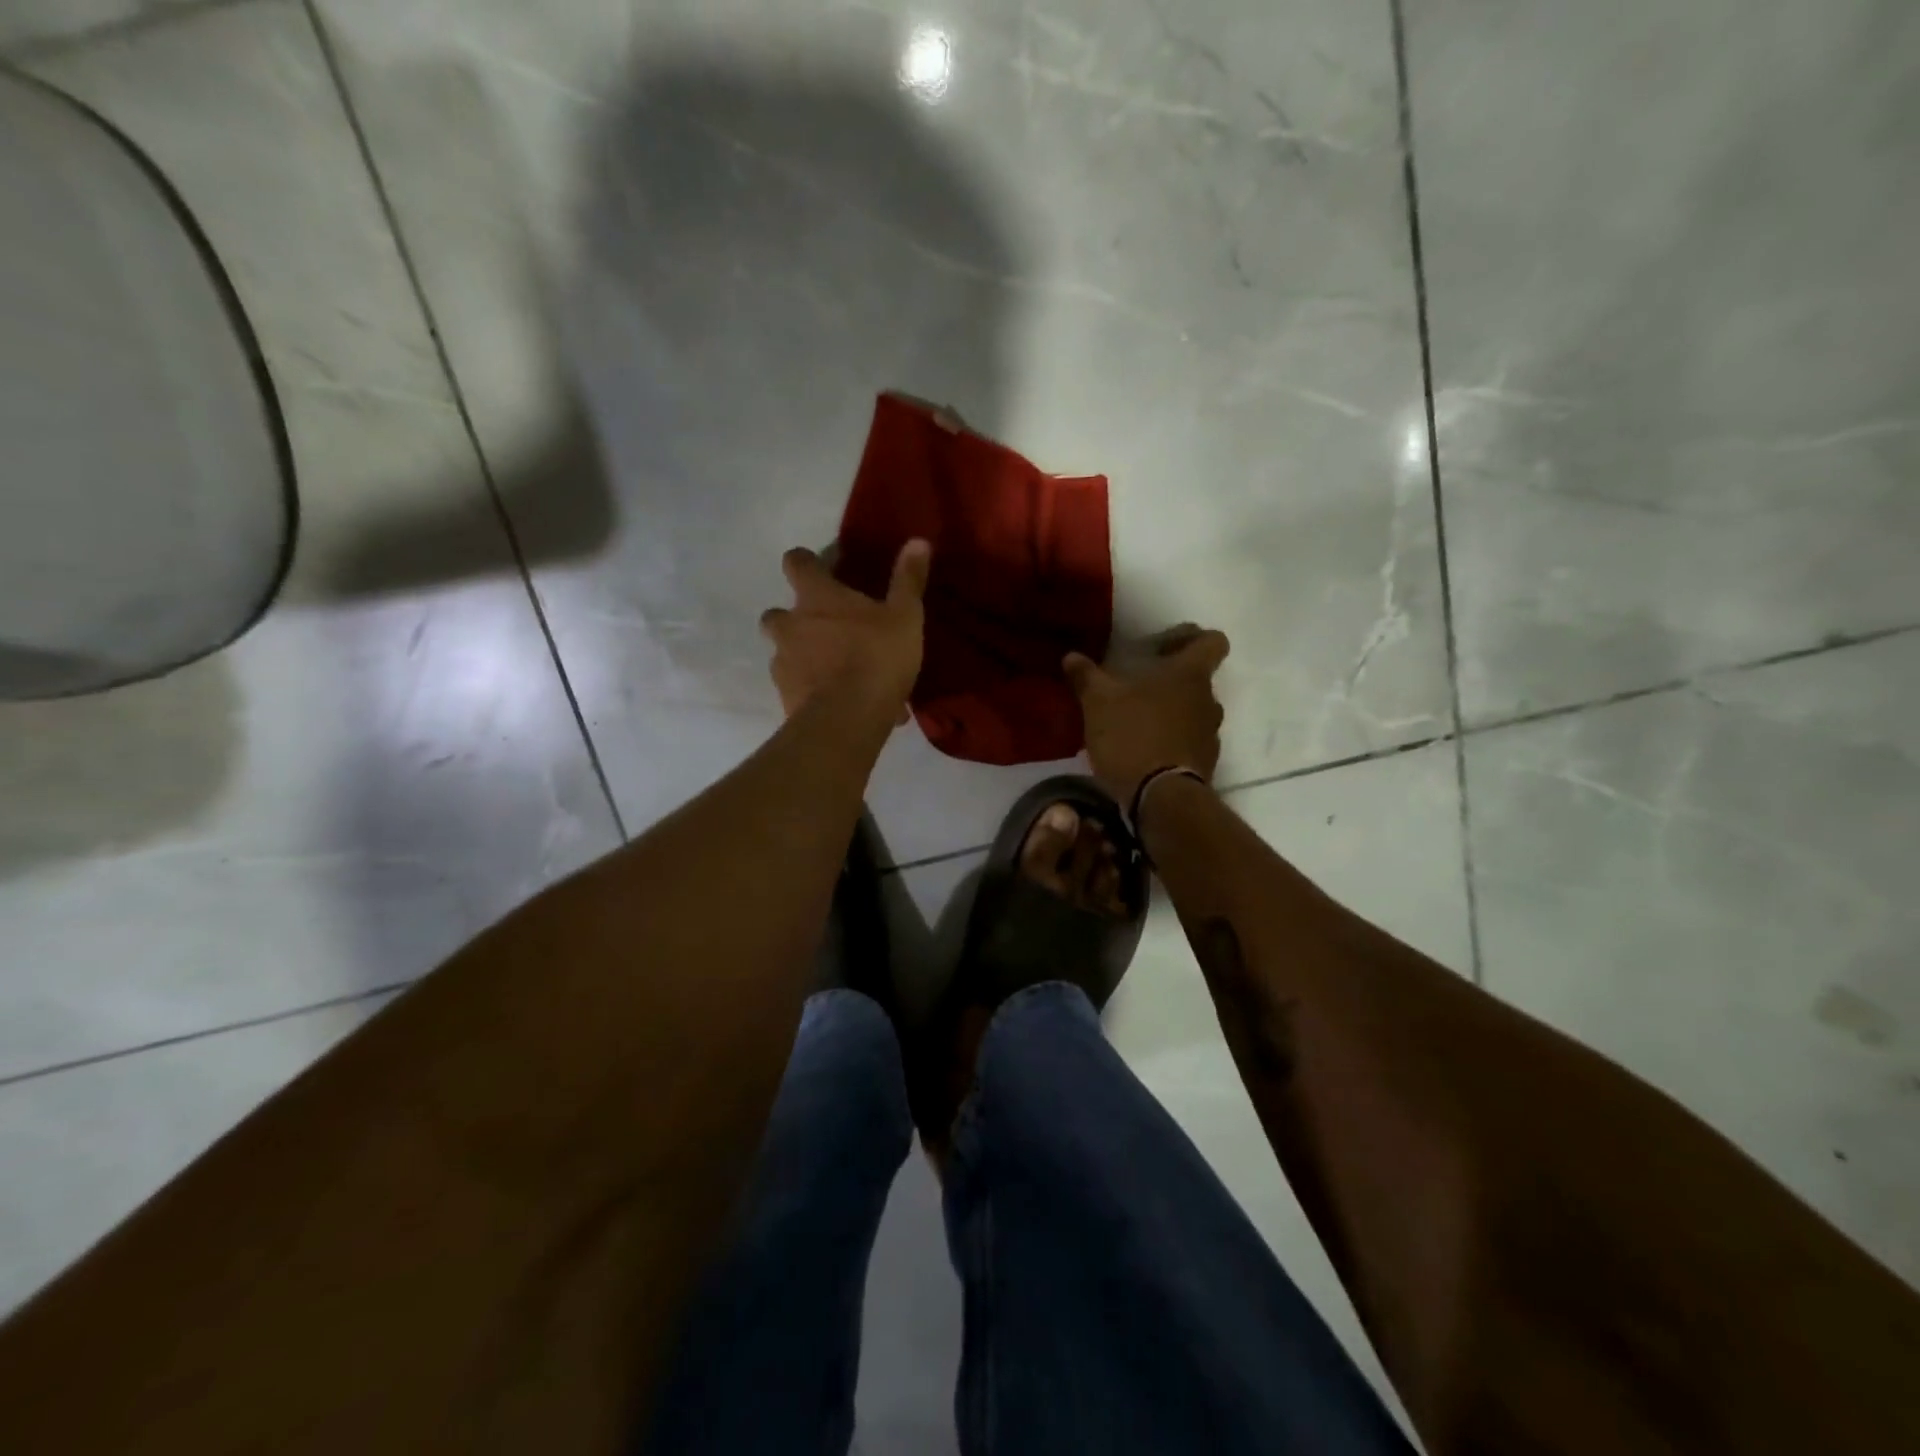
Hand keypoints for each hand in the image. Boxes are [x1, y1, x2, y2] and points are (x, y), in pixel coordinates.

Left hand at [761, 540, 930, 721]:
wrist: (846, 720)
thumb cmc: (876, 657)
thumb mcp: (904, 617)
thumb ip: (908, 580)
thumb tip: (918, 541)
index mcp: (815, 597)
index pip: (796, 562)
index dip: (806, 563)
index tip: (822, 570)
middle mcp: (790, 625)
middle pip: (777, 614)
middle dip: (795, 619)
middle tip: (825, 630)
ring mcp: (782, 664)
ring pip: (785, 654)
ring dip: (804, 658)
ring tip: (837, 674)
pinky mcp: (785, 698)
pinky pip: (800, 689)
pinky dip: (815, 692)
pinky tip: (844, 705)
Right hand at [1064, 624, 1229, 803]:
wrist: (1161, 799)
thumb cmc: (1132, 737)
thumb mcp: (1098, 703)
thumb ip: (1086, 677)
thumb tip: (1071, 656)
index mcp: (1190, 675)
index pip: (1212, 641)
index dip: (1192, 638)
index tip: (1164, 647)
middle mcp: (1208, 700)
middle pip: (1198, 679)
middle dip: (1171, 680)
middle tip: (1138, 687)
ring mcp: (1210, 734)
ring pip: (1193, 712)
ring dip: (1171, 713)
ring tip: (1137, 723)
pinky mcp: (1205, 764)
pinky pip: (1189, 742)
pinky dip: (1171, 742)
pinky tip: (1142, 752)